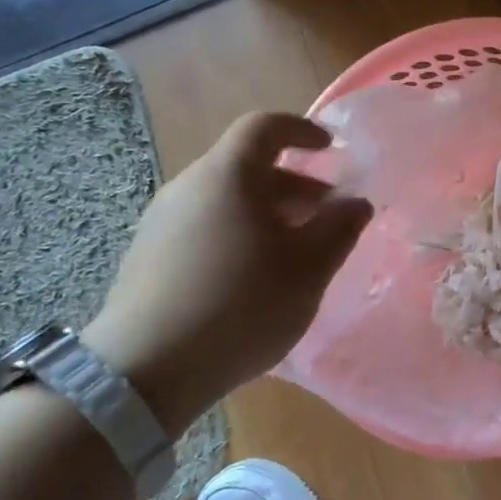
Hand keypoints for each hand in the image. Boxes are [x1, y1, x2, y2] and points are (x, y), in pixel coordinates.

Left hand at [83, 112, 372, 428]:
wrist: (145, 372)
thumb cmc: (241, 304)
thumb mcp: (309, 267)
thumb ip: (340, 227)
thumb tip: (355, 202)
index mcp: (227, 176)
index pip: (264, 127)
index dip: (301, 130)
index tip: (331, 148)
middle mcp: (188, 188)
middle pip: (246, 166)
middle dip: (294, 184)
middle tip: (327, 215)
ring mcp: (160, 224)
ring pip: (226, 200)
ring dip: (268, 213)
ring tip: (296, 251)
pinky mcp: (147, 259)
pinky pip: (204, 227)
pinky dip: (239, 234)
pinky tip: (255, 277)